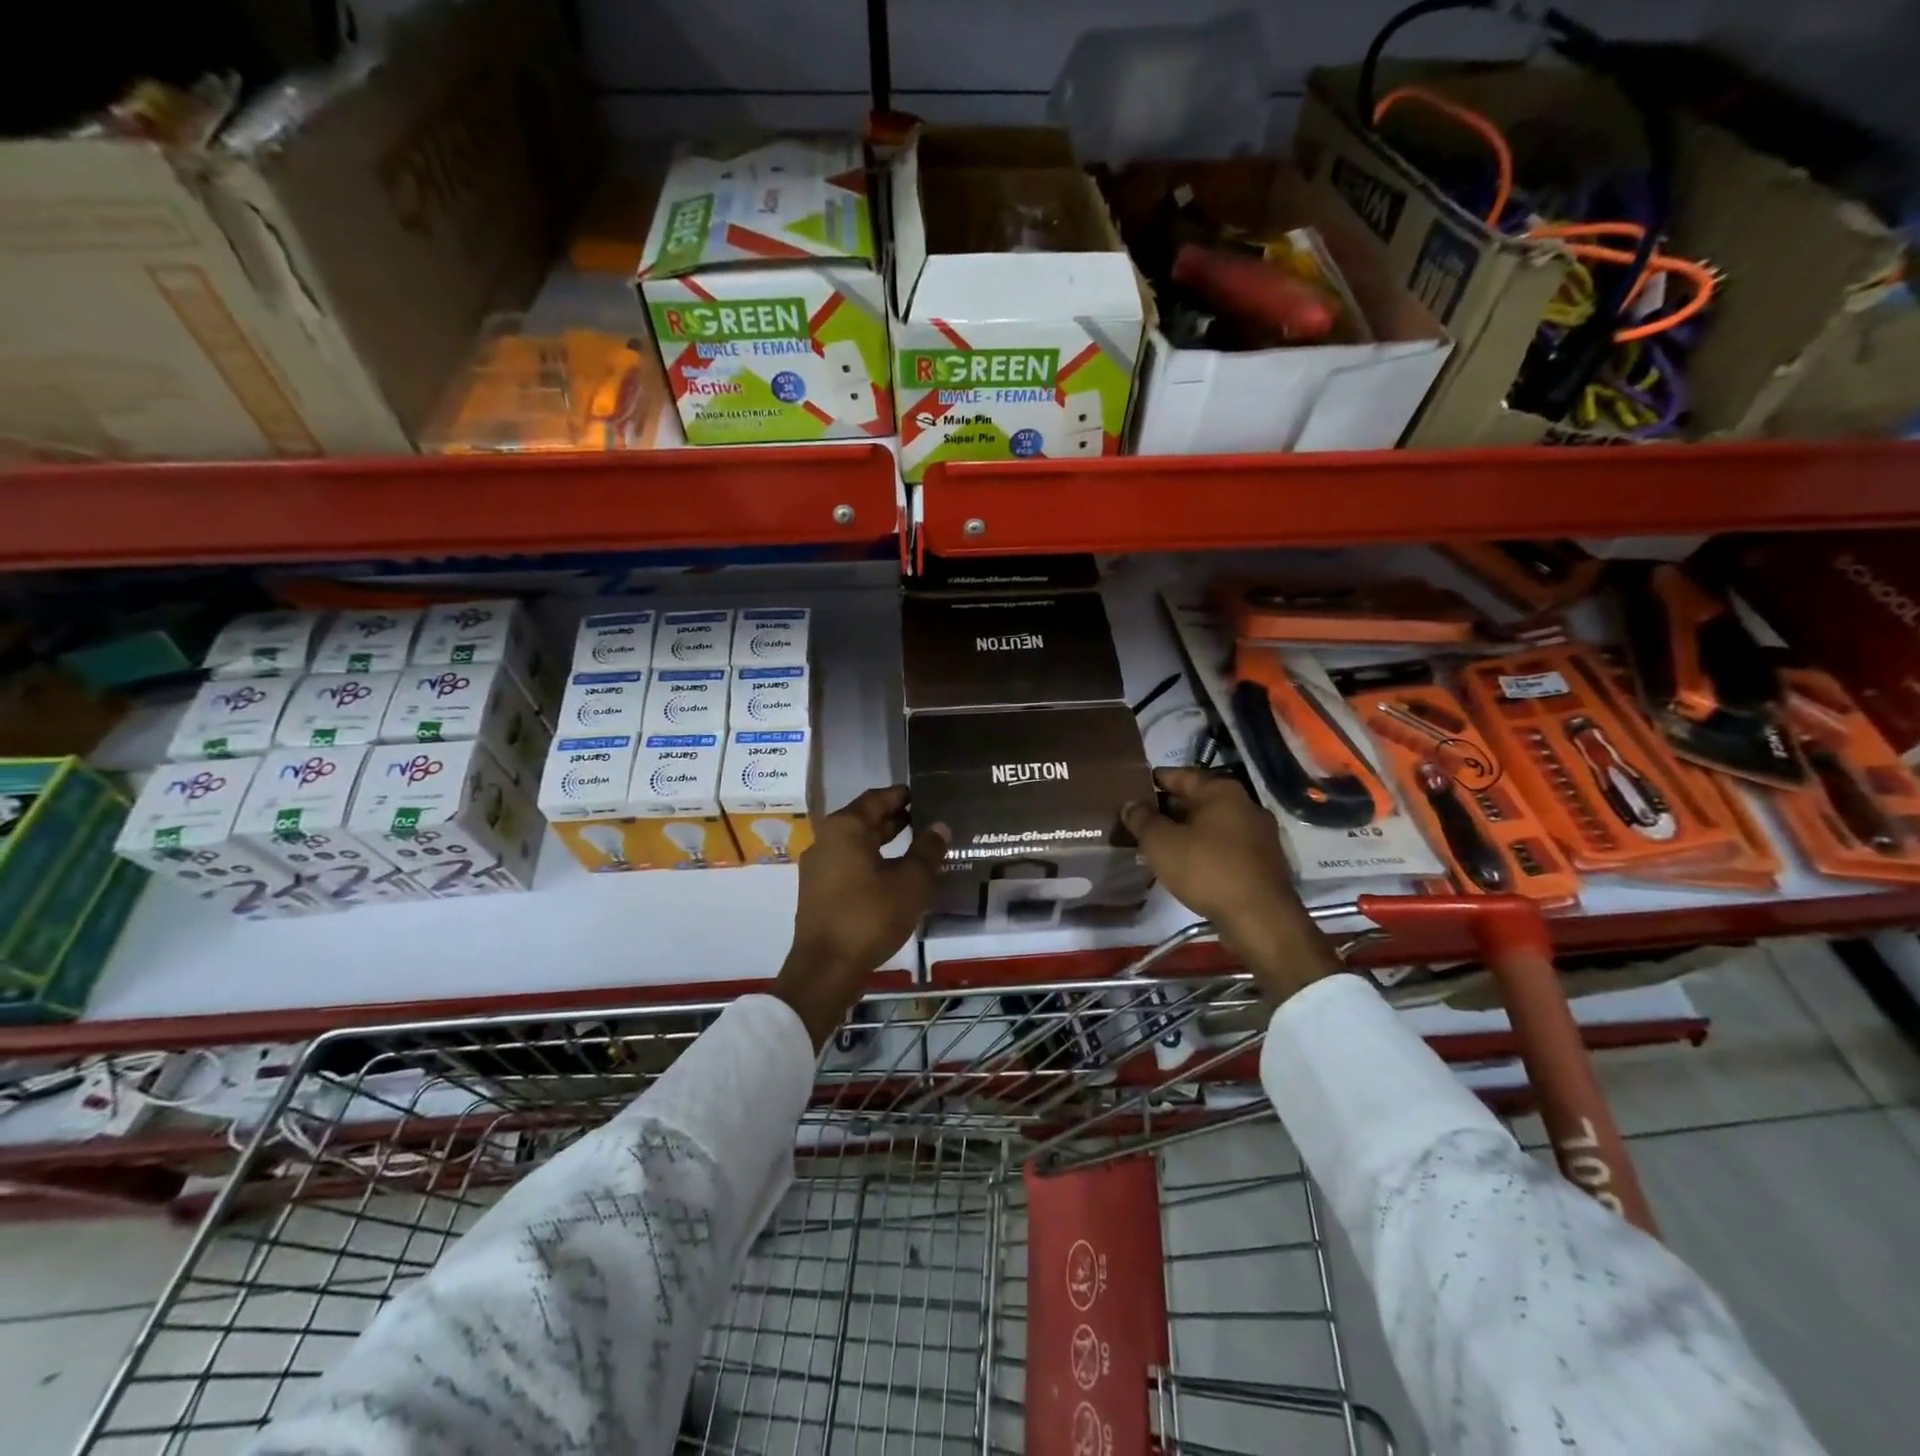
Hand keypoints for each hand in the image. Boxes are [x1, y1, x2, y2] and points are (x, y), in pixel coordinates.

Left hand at [774, 786, 948, 1048]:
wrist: (826, 968)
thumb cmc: (870, 916)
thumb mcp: (910, 882)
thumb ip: (927, 851)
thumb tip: (940, 827)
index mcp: (845, 828)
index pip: (877, 798)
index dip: (903, 795)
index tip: (927, 794)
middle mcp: (826, 840)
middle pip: (865, 820)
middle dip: (897, 819)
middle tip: (929, 819)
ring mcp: (819, 867)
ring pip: (858, 844)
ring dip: (886, 843)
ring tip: (919, 846)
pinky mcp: (819, 892)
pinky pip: (850, 865)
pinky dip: (873, 862)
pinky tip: (896, 876)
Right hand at [1121, 768, 1340, 1003]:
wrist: (1260, 918)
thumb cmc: (1207, 870)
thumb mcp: (1161, 843)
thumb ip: (1142, 819)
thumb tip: (1131, 804)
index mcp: (1222, 791)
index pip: (1180, 774)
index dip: (1153, 780)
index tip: (1132, 788)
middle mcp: (1245, 805)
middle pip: (1197, 799)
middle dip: (1168, 809)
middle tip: (1139, 820)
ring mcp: (1258, 834)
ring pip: (1211, 825)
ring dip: (1185, 831)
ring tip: (1157, 844)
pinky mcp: (1263, 862)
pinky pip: (1225, 846)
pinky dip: (1203, 849)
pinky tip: (1185, 864)